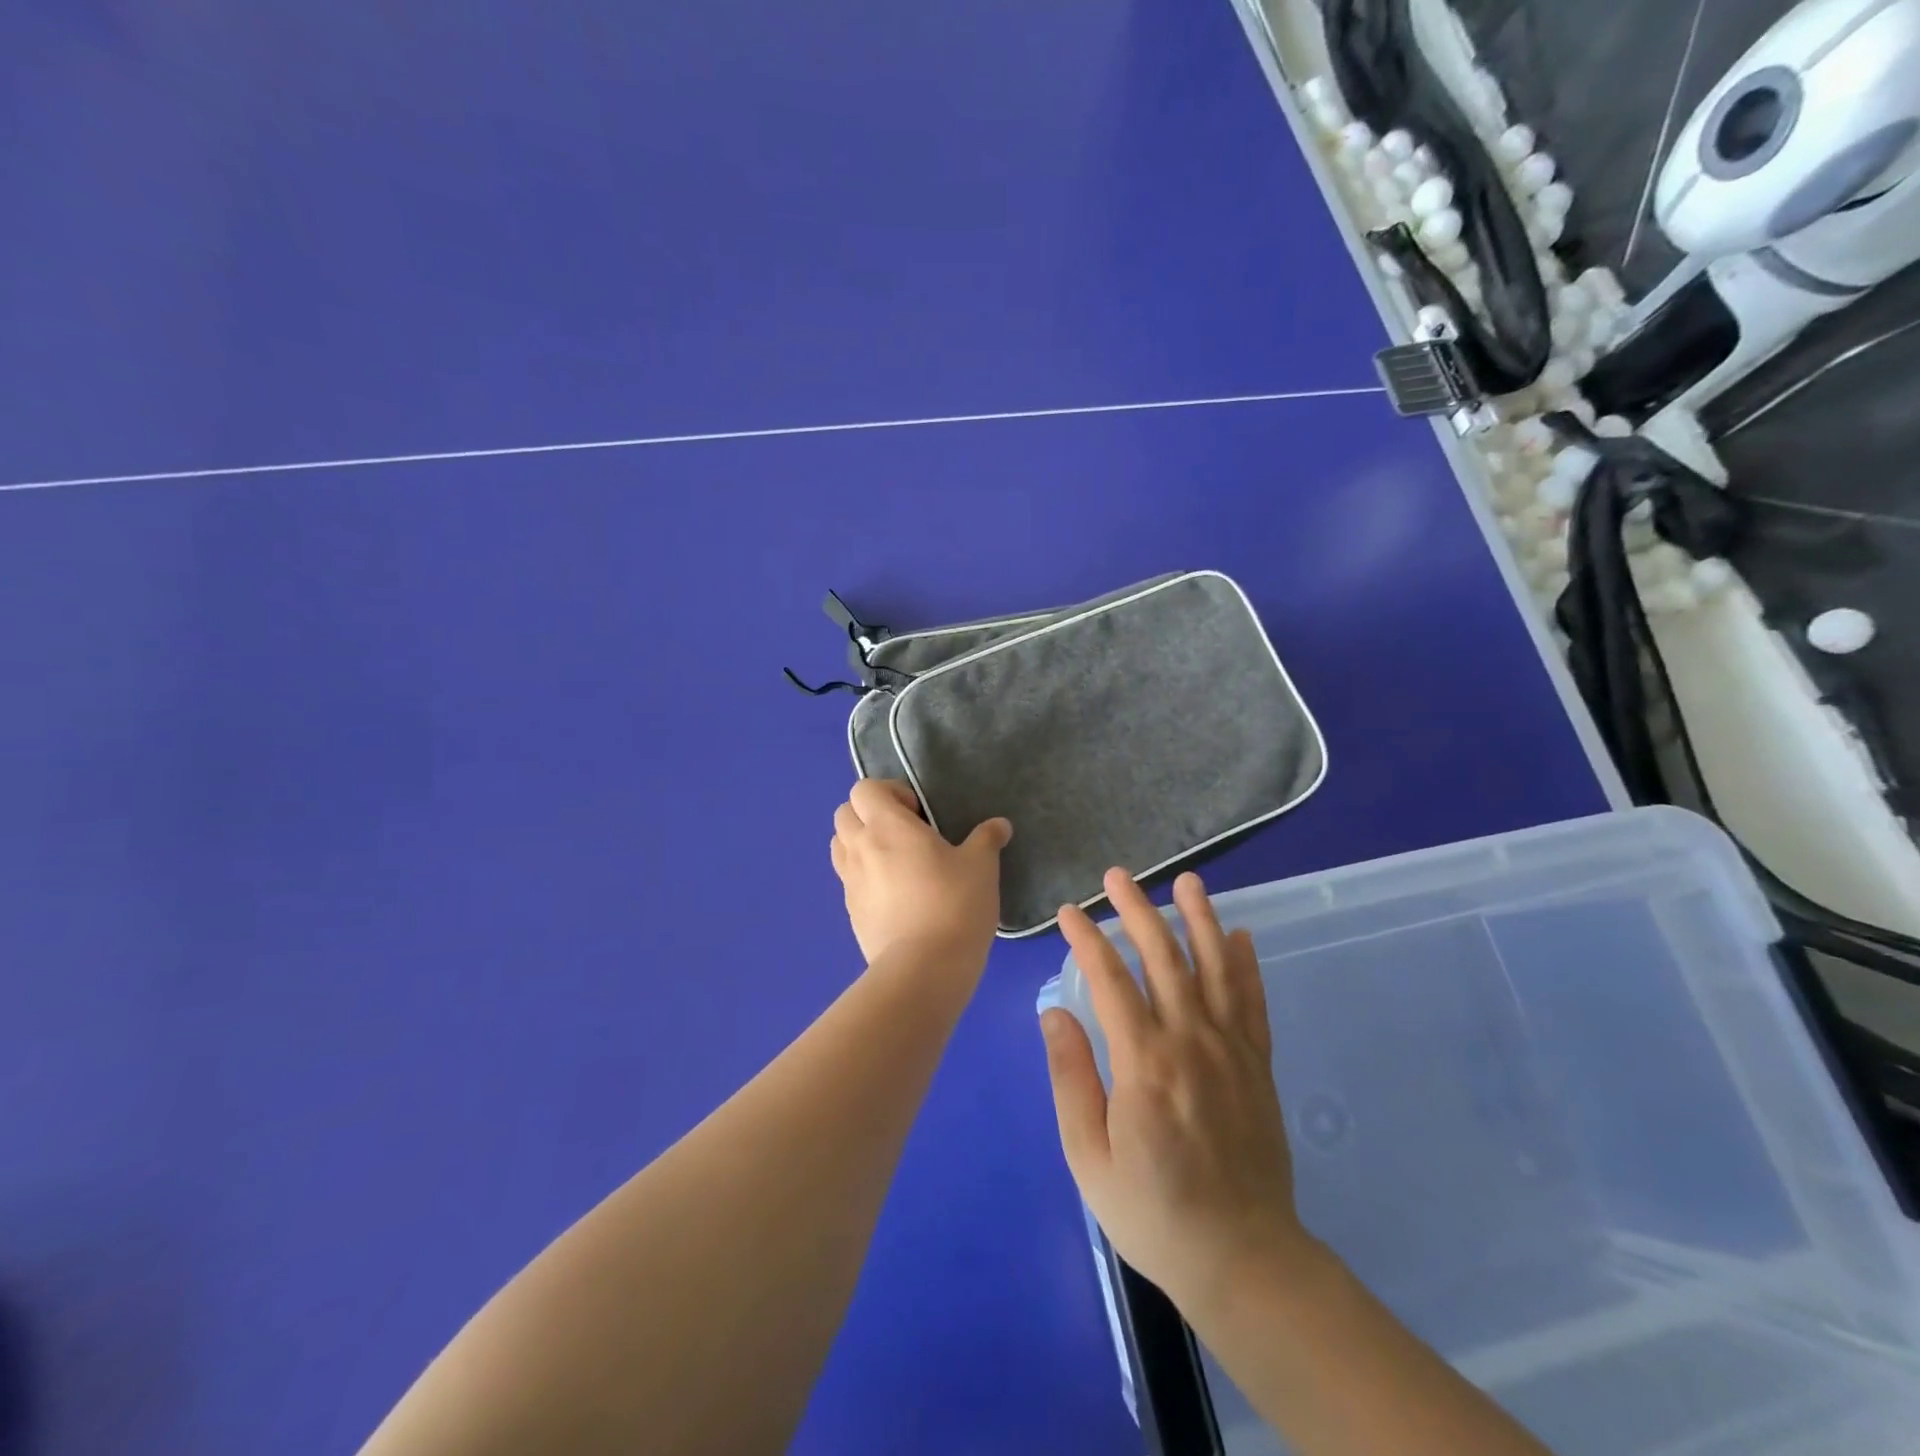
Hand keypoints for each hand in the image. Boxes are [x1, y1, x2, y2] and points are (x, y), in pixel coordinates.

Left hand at [831, 779, 1011, 965]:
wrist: (924, 969)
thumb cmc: (954, 905)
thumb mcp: (981, 867)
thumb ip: (987, 839)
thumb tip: (999, 825)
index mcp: (886, 826)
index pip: (864, 789)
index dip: (889, 792)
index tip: (918, 812)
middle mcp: (860, 848)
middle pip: (844, 813)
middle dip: (869, 814)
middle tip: (905, 833)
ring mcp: (850, 882)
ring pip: (840, 846)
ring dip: (860, 843)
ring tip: (895, 861)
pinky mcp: (850, 913)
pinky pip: (848, 880)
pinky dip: (864, 876)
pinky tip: (895, 895)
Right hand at [1041, 870, 1310, 1313]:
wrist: (1242, 1258)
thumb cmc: (1152, 1211)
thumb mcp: (1088, 1156)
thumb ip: (1070, 1077)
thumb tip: (1055, 1011)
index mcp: (1144, 1062)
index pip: (1110, 979)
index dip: (1087, 939)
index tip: (1069, 912)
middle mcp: (1190, 1041)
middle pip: (1162, 958)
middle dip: (1137, 910)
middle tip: (1118, 876)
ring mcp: (1231, 1049)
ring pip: (1214, 967)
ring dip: (1199, 919)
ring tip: (1187, 881)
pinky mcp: (1258, 1065)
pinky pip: (1253, 1001)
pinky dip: (1246, 964)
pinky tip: (1240, 934)